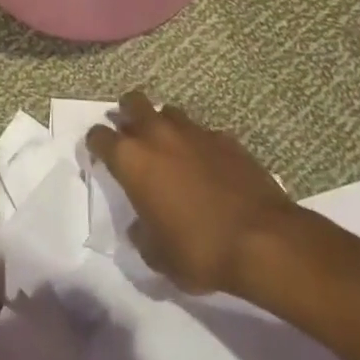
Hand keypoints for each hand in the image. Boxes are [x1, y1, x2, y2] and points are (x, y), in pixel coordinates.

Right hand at [85, 91, 296, 294]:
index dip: (96, 145)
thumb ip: (142, 235)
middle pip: (132, 103)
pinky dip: (197, 143)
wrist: (263, 240)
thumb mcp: (158, 256)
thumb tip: (142, 225)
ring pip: (168, 111)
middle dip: (127, 115)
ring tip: (168, 148)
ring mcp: (193, 132)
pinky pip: (202, 132)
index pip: (98, 136)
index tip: (100, 157)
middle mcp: (157, 135)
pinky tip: (206, 164)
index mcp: (131, 159)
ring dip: (162, 124)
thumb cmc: (199, 250)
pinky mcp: (225, 138)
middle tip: (131, 137)